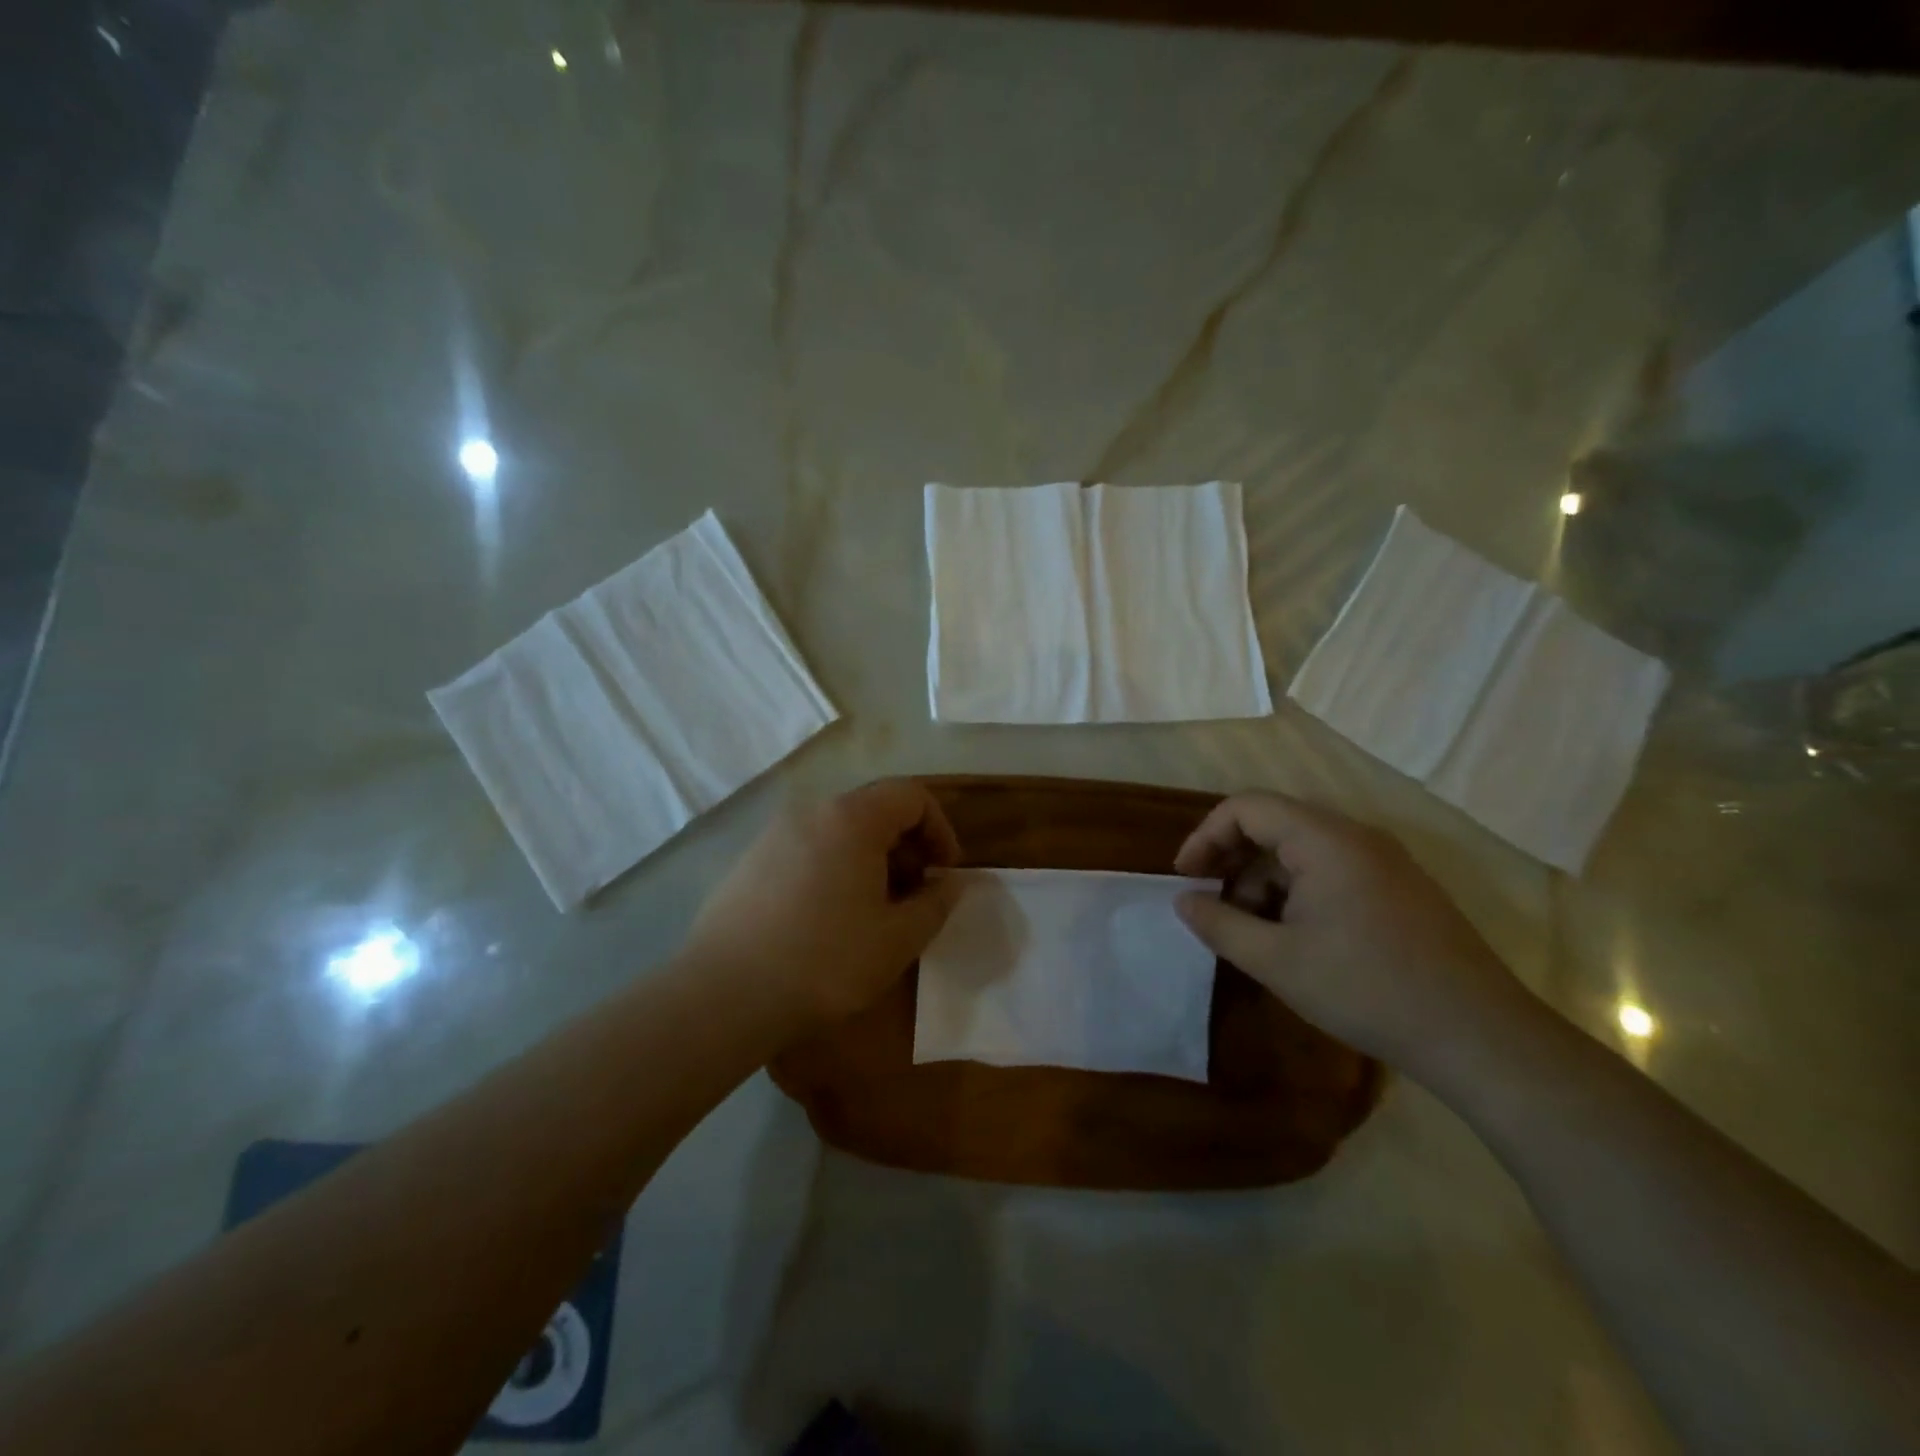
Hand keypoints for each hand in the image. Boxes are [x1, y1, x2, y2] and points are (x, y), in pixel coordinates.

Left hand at [686, 779, 963, 1026]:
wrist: (723, 996)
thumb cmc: (825, 962)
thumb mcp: (898, 939)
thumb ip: (936, 903)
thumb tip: (950, 882)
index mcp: (852, 818)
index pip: (912, 795)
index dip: (940, 829)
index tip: (945, 873)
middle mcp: (811, 811)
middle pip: (874, 808)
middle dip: (906, 845)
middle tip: (914, 895)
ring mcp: (774, 834)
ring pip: (838, 830)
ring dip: (869, 859)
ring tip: (872, 910)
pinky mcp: (748, 860)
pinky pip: (806, 849)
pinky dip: (832, 868)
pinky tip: (826, 918)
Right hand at [1173, 792, 1530, 1080]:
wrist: (1480, 1037)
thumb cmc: (1367, 990)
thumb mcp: (1276, 961)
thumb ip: (1219, 924)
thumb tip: (1184, 901)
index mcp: (1325, 839)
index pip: (1247, 807)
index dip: (1206, 836)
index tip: (1185, 878)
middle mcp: (1356, 836)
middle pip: (1274, 824)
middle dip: (1233, 860)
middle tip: (1210, 904)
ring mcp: (1384, 861)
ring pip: (1302, 850)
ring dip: (1264, 881)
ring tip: (1251, 931)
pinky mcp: (1400, 887)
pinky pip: (1332, 870)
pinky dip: (1298, 892)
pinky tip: (1293, 938)